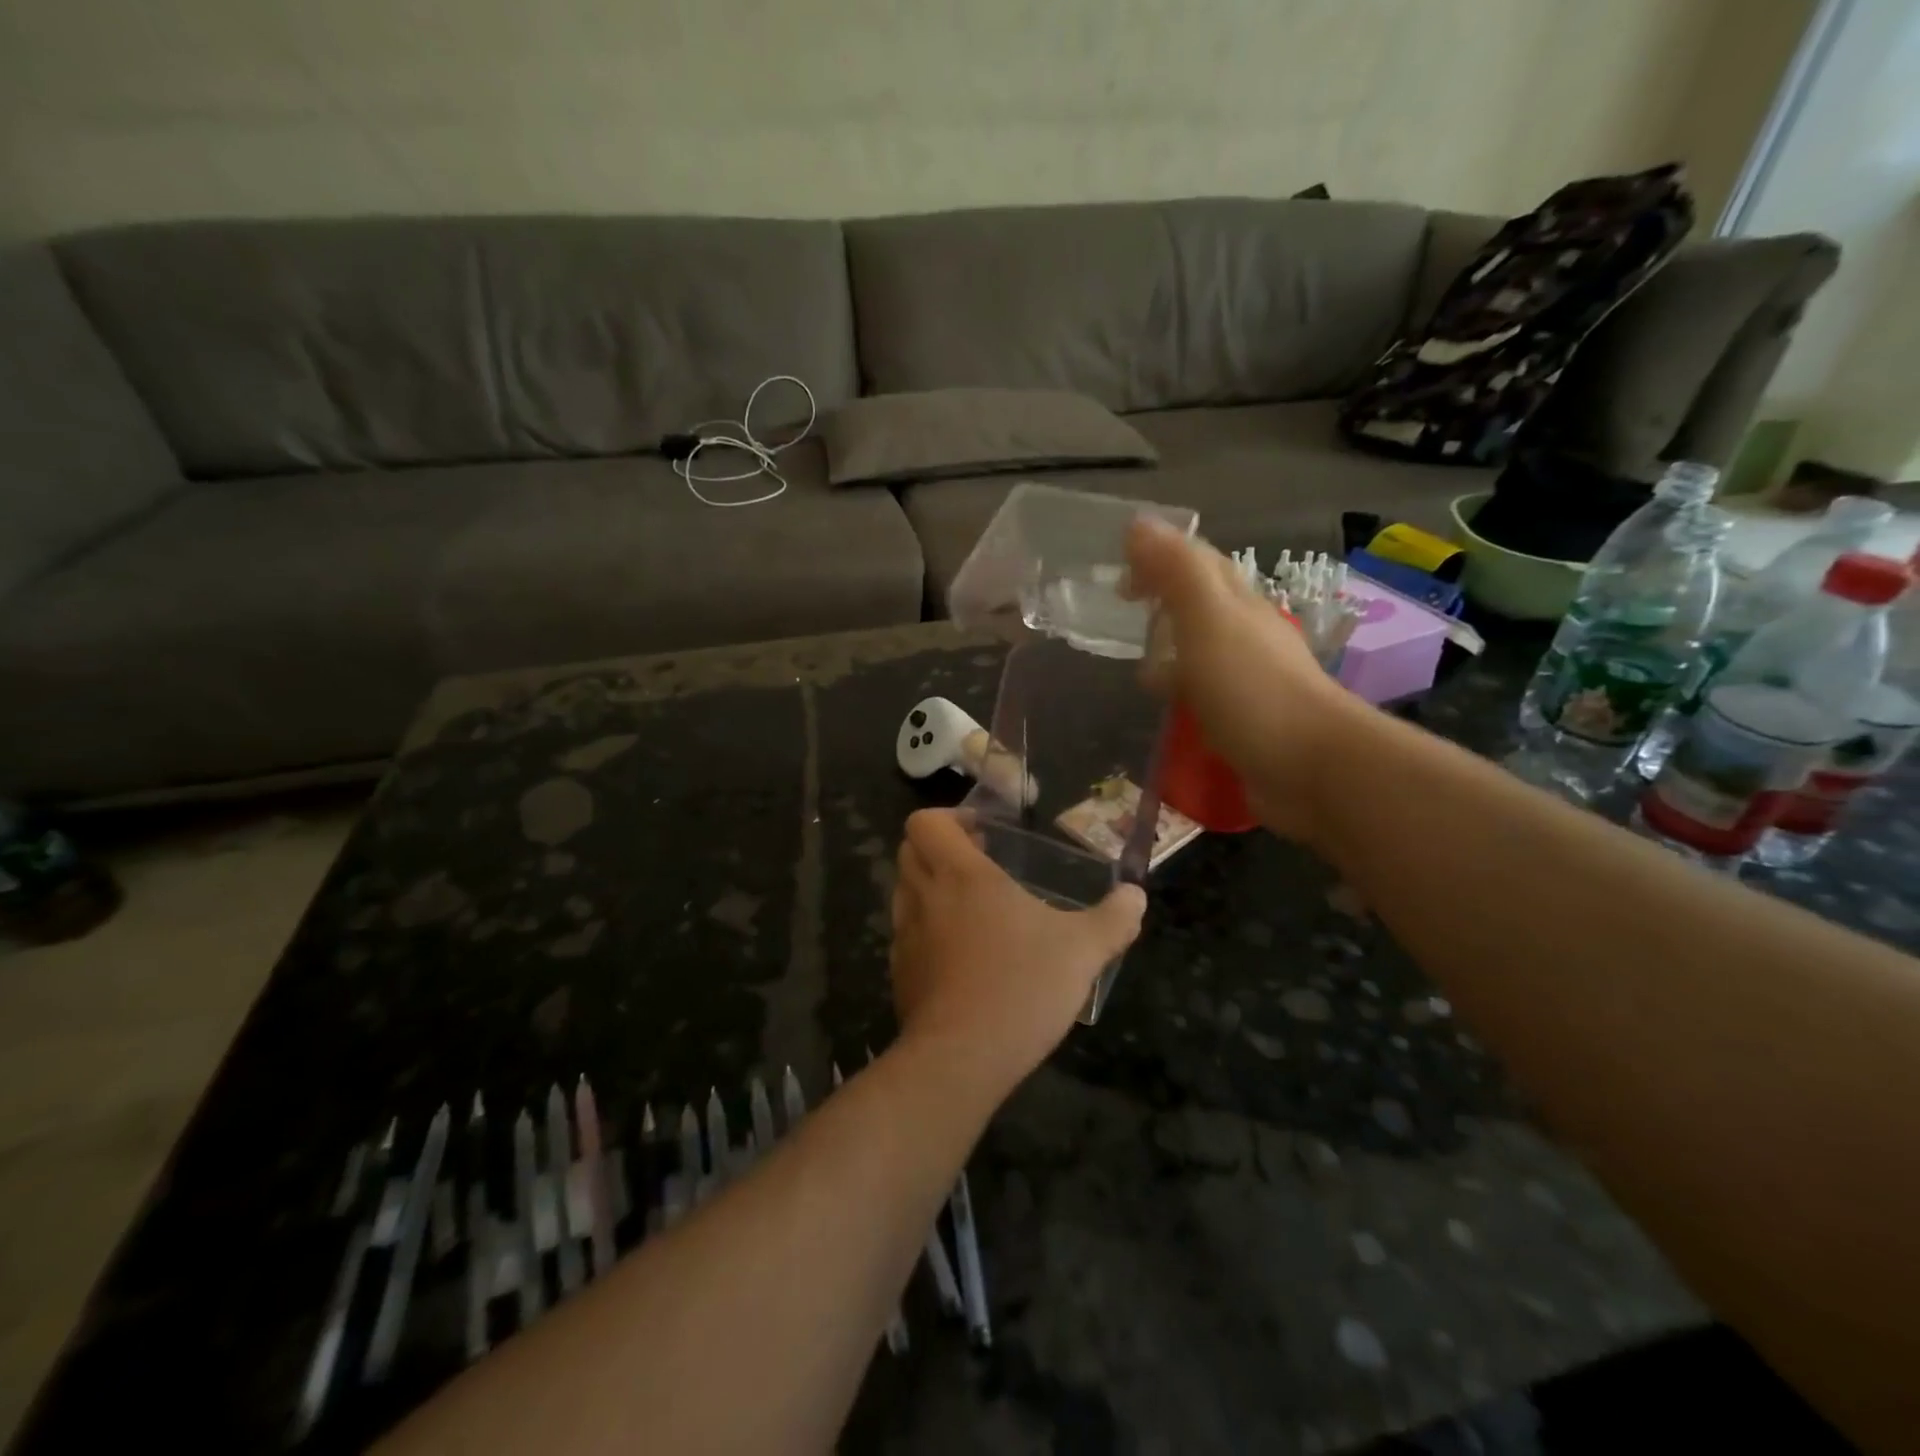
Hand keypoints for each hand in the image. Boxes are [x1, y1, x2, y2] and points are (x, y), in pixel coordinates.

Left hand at [890, 810, 1145, 1092]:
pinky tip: (962, 956)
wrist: (961, 1059)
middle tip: (981, 864)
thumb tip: (1136, 896)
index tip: (984, 834)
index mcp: (961, 876)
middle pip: (910, 850)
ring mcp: (905, 936)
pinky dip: (927, 930)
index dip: (949, 817)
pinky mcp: (901, 973)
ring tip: (974, 909)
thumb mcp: (1083, 951)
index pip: (925, 822)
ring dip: (931, 887)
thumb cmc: (1021, 987)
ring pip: (905, 891)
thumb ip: (1114, 919)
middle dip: (940, 848)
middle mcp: (924, 897)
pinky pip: (907, 934)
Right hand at [1126, 518, 1357, 842]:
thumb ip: (1175, 571)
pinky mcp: (1245, 721)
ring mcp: (1248, 681)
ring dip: (1171, 656)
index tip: (1119, 578)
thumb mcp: (1208, 619)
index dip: (1159, 559)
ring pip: (1202, 655)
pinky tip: (1168, 713)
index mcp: (1237, 603)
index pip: (1198, 563)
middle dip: (1163, 606)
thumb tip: (1139, 522)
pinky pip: (1205, 697)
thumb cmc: (1252, 688)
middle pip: (1201, 607)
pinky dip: (1182, 696)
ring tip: (1138, 673)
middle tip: (1122, 619)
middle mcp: (1245, 635)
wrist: (1310, 766)